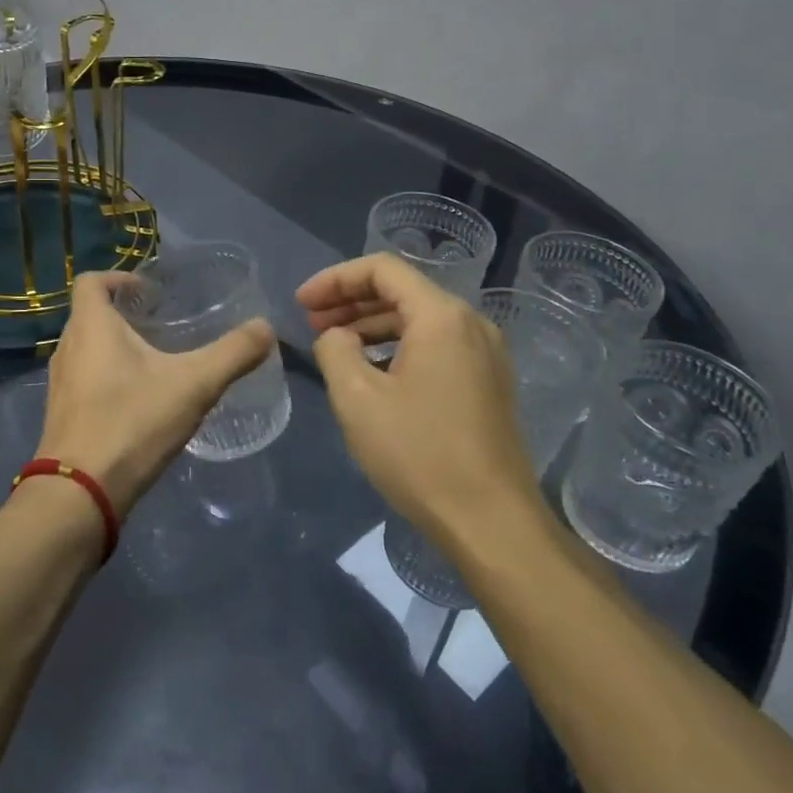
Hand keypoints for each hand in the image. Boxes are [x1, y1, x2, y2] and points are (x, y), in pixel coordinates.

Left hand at [39, 273, 275, 515]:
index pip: (91, 281)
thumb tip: (266, 327)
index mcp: (91, 325)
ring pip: (87, 349)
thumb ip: (233, 353)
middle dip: (124, 314)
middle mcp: (67, 347)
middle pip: (90, 314)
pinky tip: (139, 402)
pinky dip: (107, 378)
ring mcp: (60, 384)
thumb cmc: (132, 422)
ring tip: (155, 362)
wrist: (80, 494)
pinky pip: (84, 380)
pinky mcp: (61, 415)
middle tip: (162, 325)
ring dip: (115, 348)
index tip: (151, 293)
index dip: (120, 278)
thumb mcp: (194, 384)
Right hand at [298, 253, 546, 543]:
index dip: (335, 279)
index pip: (382, 269)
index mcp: (441, 316)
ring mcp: (485, 354)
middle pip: (402, 291)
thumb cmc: (419, 454)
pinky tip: (372, 372)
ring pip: (419, 320)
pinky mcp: (488, 382)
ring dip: (372, 325)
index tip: (301, 302)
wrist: (491, 523)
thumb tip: (336, 337)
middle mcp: (470, 323)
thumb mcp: (357, 398)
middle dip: (351, 301)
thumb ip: (335, 349)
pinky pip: (436, 346)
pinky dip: (398, 347)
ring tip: (334, 346)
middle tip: (311, 321)